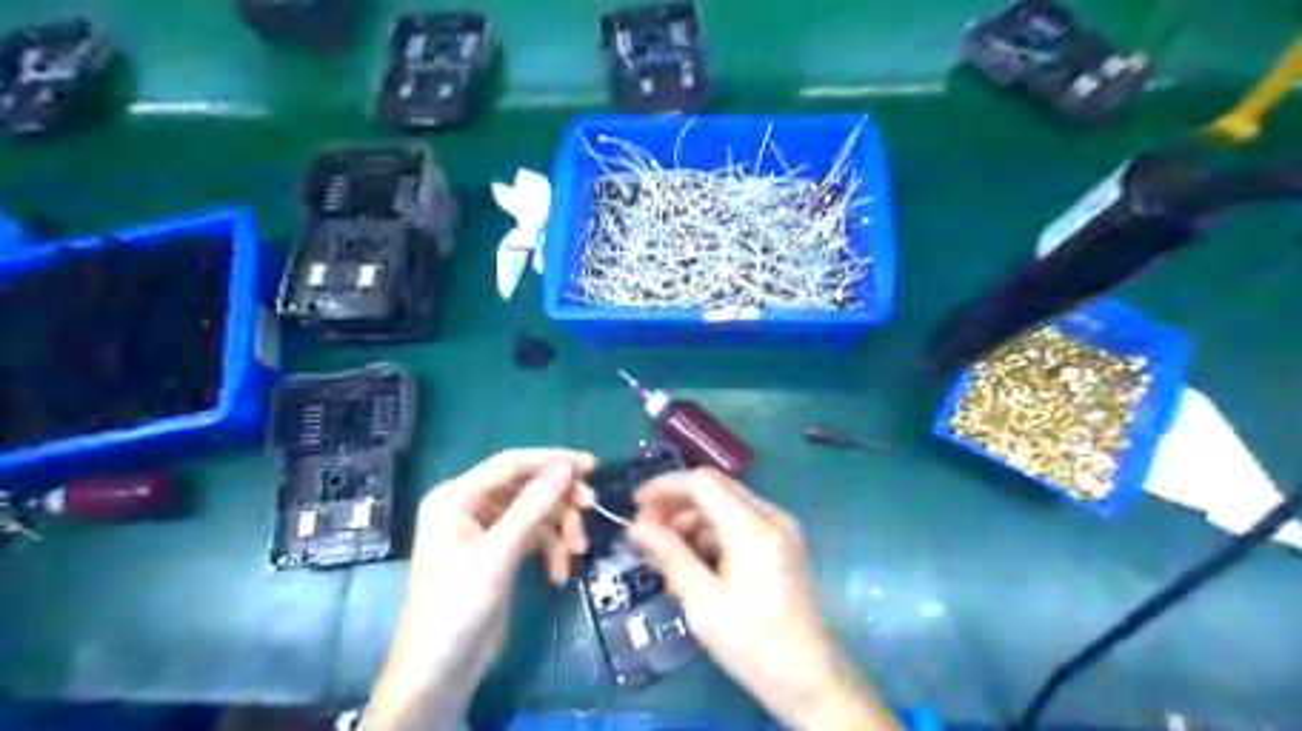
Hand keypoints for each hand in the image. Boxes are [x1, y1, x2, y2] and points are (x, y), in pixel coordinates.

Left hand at [367, 448, 596, 727]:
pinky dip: (549, 551)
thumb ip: (532, 506)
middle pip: (526, 488)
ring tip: (578, 552)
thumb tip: (565, 468)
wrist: (438, 670)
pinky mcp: (497, 553)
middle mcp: (469, 506)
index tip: (591, 464)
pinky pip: (532, 538)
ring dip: (559, 529)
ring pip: (534, 513)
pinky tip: (559, 574)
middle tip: (591, 508)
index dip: (552, 460)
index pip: (512, 463)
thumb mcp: (498, 552)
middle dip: (559, 501)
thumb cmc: (458, 604)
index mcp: (457, 496)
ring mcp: (484, 530)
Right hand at [625, 469, 903, 729]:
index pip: (703, 483)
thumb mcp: (703, 603)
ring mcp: (780, 528)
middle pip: (714, 490)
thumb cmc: (753, 644)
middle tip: (643, 531)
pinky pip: (738, 523)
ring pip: (724, 505)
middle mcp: (771, 517)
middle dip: (675, 504)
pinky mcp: (780, 543)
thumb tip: (636, 527)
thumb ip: (670, 556)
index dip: (666, 486)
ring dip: (690, 520)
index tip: (634, 504)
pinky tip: (689, 561)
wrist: (809, 678)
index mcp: (754, 529)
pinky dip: (710, 533)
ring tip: (662, 552)